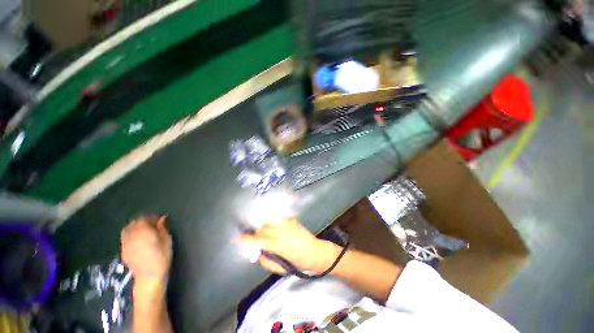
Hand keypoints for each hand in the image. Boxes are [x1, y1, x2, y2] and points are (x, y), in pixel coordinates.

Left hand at [121, 215, 171, 283]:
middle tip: (152, 226)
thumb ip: (162, 228)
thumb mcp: (167, 240)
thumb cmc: (161, 256)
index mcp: (143, 230)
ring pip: (127, 230)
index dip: (151, 217)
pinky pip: (125, 238)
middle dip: (142, 222)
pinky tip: (138, 241)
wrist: (149, 275)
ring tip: (144, 233)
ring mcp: (125, 243)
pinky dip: (131, 236)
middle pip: (134, 222)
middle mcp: (131, 234)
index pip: (144, 218)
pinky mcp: (123, 250)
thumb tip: (162, 219)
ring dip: (135, 228)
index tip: (159, 221)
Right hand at [239, 218, 340, 274]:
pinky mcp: (292, 219)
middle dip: (257, 234)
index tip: (237, 237)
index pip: (259, 240)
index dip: (247, 239)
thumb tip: (256, 252)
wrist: (316, 252)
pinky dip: (272, 223)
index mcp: (280, 245)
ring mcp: (288, 223)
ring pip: (268, 221)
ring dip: (264, 227)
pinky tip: (275, 229)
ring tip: (267, 234)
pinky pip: (277, 219)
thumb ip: (266, 260)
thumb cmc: (299, 263)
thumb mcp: (280, 269)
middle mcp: (283, 231)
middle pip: (262, 228)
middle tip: (257, 240)